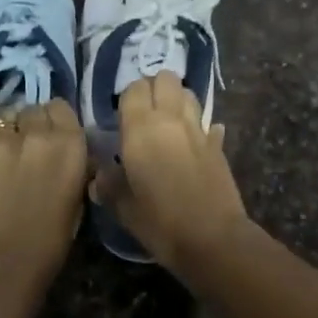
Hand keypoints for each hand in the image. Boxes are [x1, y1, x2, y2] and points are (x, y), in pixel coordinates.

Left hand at [0, 100, 87, 286]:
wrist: (1, 267)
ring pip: (5, 114)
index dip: (54, 120)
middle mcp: (38, 133)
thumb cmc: (49, 242)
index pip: (60, 107)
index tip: (50, 135)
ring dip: (6, 128)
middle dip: (30, 124)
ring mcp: (0, 139)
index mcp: (71, 145)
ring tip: (1, 150)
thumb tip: (68, 150)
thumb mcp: (77, 196)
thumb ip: (73, 163)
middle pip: (33, 109)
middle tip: (24, 147)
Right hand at [95, 72, 249, 267]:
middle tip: (144, 112)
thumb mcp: (124, 208)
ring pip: (188, 94)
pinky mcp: (218, 145)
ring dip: (177, 100)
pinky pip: (208, 124)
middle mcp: (171, 119)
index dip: (127, 97)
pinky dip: (200, 127)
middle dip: (155, 88)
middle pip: (165, 79)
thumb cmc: (160, 222)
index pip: (134, 89)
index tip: (121, 116)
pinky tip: (195, 142)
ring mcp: (198, 130)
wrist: (213, 238)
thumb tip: (99, 176)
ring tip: (167, 122)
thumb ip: (109, 185)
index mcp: (141, 129)